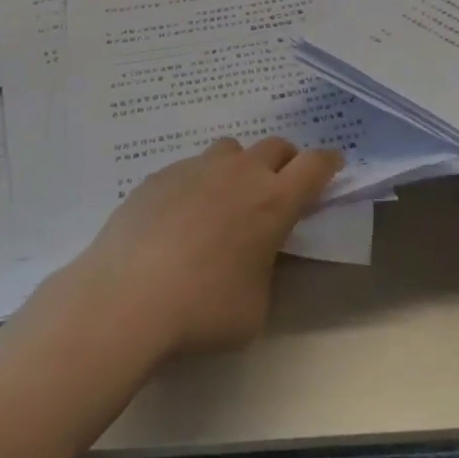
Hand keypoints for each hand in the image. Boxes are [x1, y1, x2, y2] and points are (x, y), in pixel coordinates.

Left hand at [65, 137, 343, 359]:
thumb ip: (266, 270)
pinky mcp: (160, 176)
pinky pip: (190, 169)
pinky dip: (197, 185)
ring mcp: (196, 168)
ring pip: (231, 151)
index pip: (315, 165)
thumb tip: (254, 256)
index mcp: (273, 201)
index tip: (332, 167)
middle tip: (278, 190)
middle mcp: (239, 173)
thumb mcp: (256, 307)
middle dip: (285, 163)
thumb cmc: (203, 310)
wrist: (126, 299)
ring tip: (225, 201)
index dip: (328, 163)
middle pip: (275, 147)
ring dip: (239, 168)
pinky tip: (179, 220)